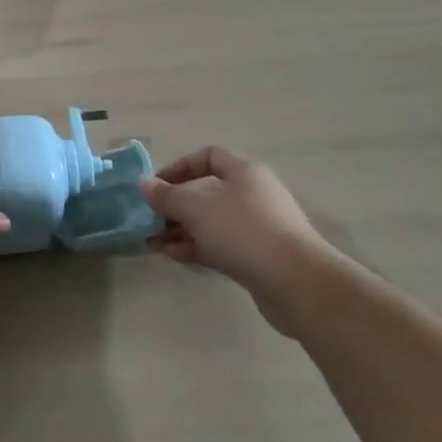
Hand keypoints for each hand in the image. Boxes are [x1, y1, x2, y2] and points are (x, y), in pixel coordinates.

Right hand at [140, 147, 339, 336]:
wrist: (298, 285)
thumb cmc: (245, 232)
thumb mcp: (197, 208)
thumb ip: (167, 195)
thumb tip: (143, 183)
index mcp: (244, 172)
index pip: (208, 156)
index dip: (179, 166)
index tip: (156, 185)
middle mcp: (253, 195)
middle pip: (207, 191)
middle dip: (175, 204)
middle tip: (150, 218)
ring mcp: (257, 228)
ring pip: (211, 222)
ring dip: (181, 229)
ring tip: (152, 242)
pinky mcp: (258, 257)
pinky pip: (220, 245)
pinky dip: (196, 247)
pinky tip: (172, 255)